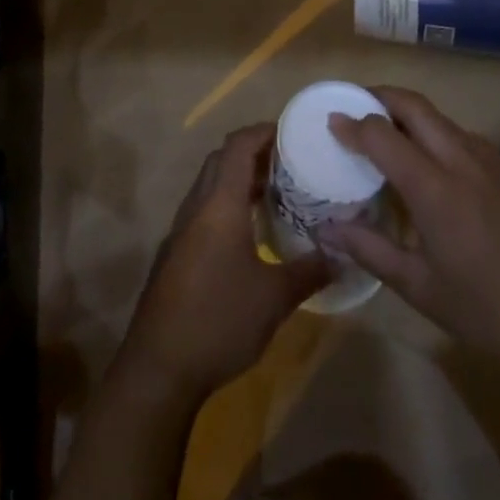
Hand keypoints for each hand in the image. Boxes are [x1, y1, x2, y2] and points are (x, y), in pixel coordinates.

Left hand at [118, 124, 329, 399]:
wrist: (158, 368)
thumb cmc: (219, 320)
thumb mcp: (274, 299)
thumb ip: (308, 271)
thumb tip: (341, 255)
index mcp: (220, 204)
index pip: (238, 145)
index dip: (263, 131)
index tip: (292, 133)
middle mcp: (197, 206)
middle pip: (222, 159)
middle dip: (253, 153)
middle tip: (288, 163)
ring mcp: (181, 229)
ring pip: (210, 185)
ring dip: (238, 179)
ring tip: (273, 194)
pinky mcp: (175, 253)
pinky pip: (203, 210)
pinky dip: (226, 204)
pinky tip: (248, 234)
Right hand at [321, 86, 499, 362]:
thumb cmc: (486, 310)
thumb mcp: (420, 288)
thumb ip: (369, 250)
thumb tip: (326, 229)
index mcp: (434, 188)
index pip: (382, 134)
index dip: (353, 124)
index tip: (332, 122)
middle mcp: (460, 159)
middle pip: (413, 105)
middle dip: (379, 96)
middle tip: (355, 109)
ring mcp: (489, 159)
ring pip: (439, 117)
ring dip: (408, 113)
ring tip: (387, 135)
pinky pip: (461, 135)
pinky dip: (434, 133)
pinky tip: (431, 166)